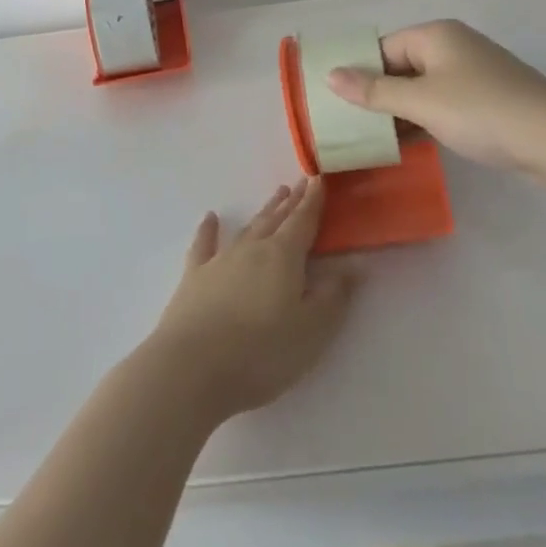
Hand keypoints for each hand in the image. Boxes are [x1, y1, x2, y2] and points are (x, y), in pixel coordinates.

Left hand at [148, 179, 356, 424]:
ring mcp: (221, 260)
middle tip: (301, 183)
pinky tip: (210, 218)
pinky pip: (204, 244)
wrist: (193, 367)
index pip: (303, 221)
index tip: (319, 179)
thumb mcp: (312, 331)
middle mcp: (252, 249)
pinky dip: (208, 230)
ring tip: (276, 196)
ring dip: (264, 212)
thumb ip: (334, 296)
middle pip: (276, 219)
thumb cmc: (261, 352)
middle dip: (292, 202)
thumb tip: (352, 266)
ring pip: (248, 228)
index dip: (313, 201)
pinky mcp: (195, 277)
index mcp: (283, 257)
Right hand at [324, 19, 545, 182]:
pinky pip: (443, 104)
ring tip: (372, 139)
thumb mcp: (422, 102)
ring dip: (400, 111)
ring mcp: (473, 74)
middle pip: (401, 67)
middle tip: (348, 125)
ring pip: (422, 88)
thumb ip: (375, 91)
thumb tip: (330, 76)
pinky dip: (424, 120)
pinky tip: (409, 144)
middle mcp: (452, 47)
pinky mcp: (487, 100)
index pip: (382, 49)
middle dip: (377, 95)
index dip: (358, 73)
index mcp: (435, 36)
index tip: (335, 103)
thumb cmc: (483, 112)